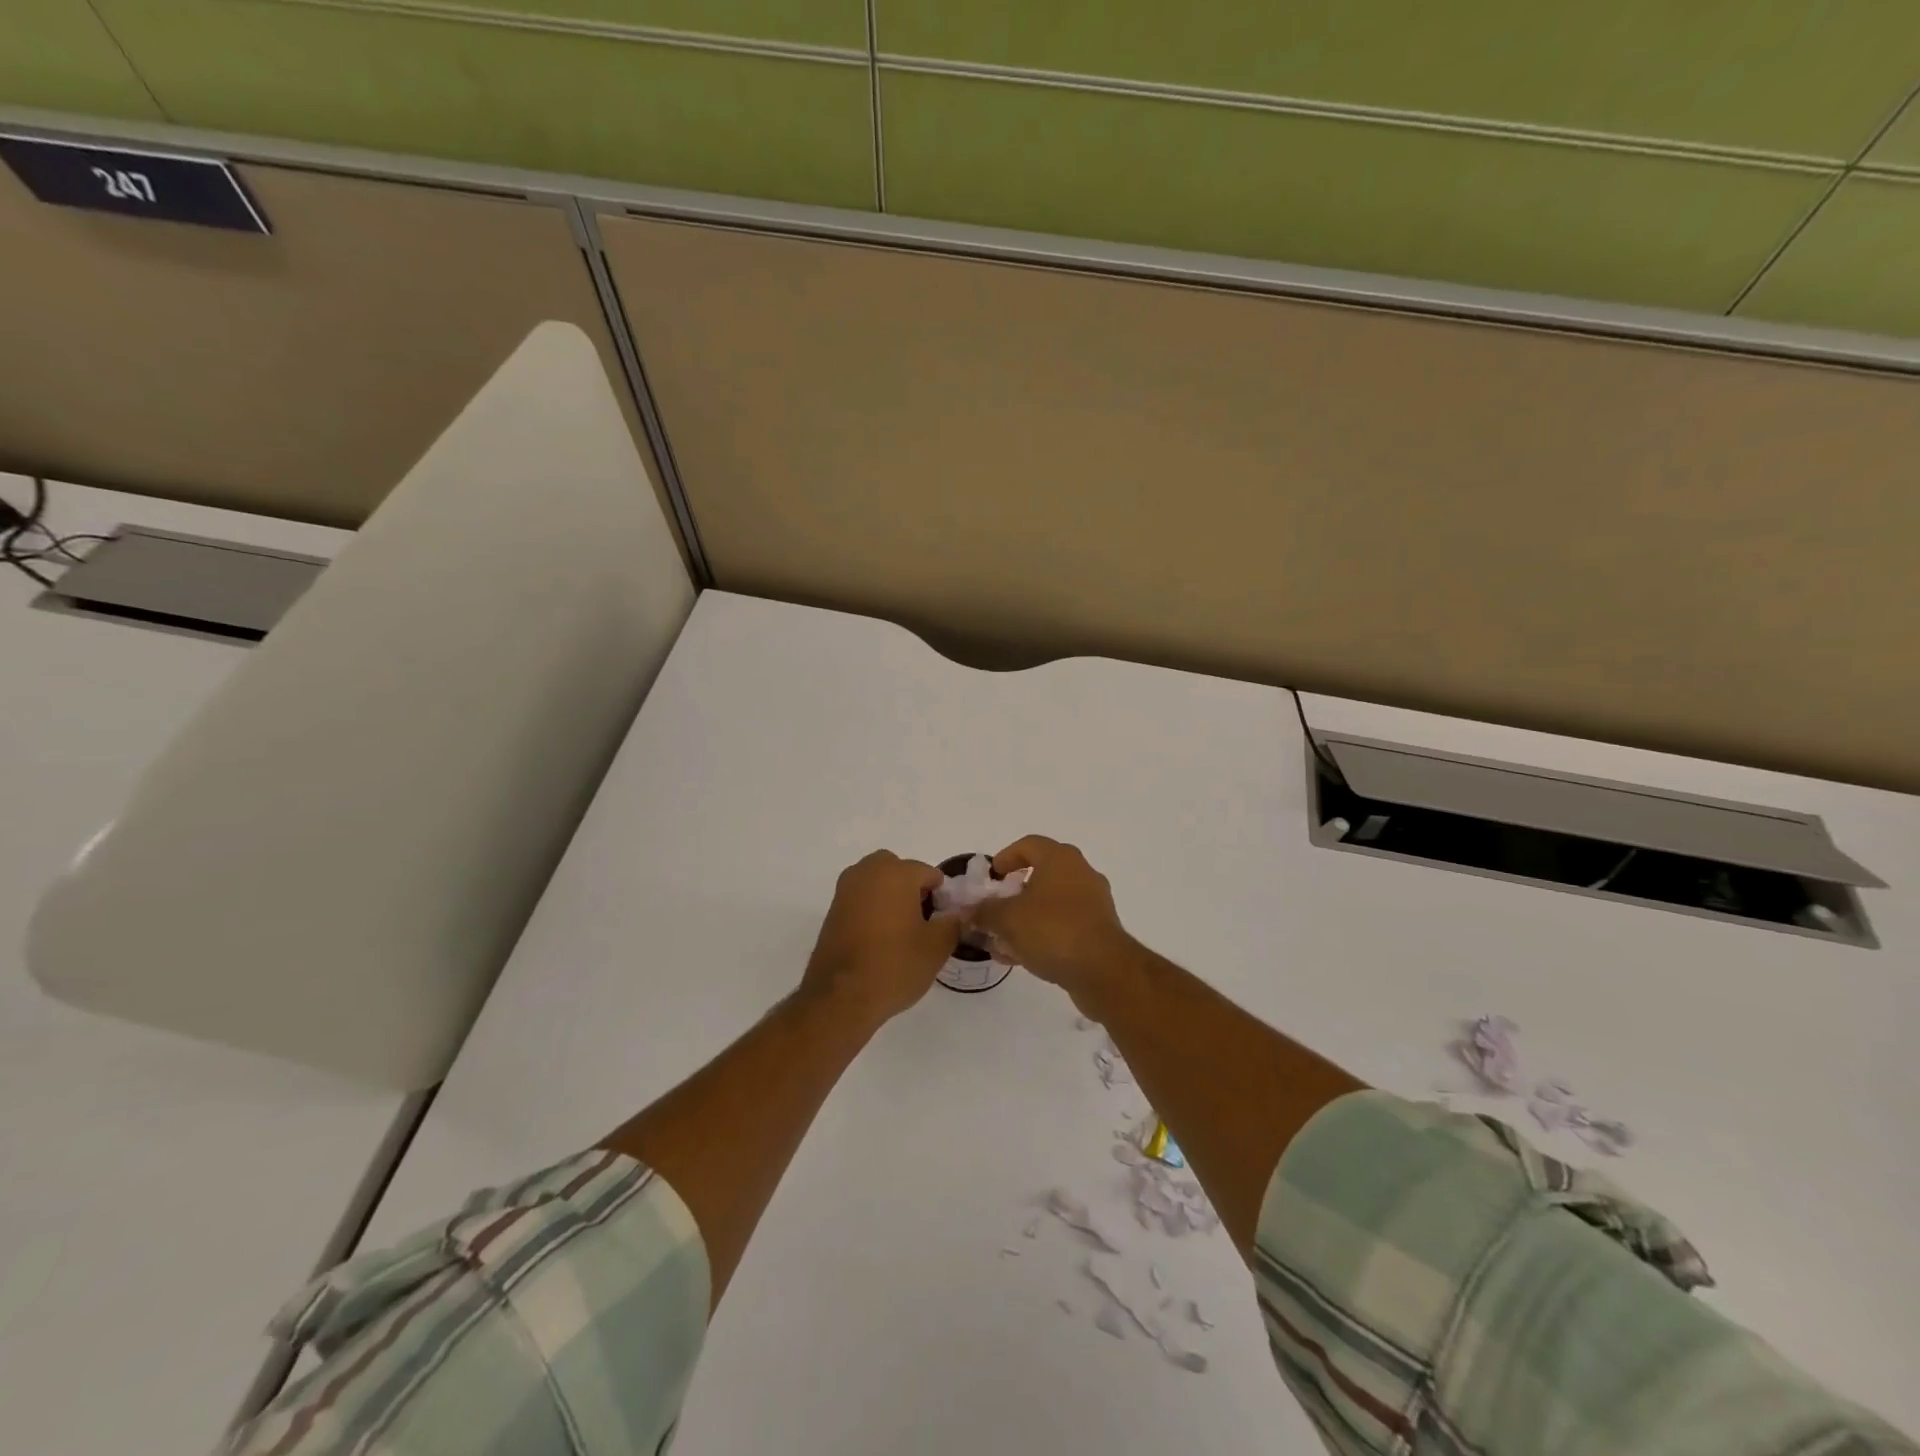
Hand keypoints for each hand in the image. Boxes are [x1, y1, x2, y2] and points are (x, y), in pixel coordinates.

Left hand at [799, 851, 959, 1029]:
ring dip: (890, 896)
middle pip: (898, 870)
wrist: (840, 998)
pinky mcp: (831, 910)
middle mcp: (867, 872)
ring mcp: (845, 890)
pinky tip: (878, 940)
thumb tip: (956, 915)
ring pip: (876, 882)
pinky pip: (860, 899)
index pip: (929, 873)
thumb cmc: (894, 966)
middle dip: (912, 888)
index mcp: (896, 873)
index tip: (943, 921)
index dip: (941, 897)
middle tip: (921, 921)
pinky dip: (871, 909)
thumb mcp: (937, 947)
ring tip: (900, 932)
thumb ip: (953, 923)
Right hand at [973, 836, 1135, 1011]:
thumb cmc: (1052, 930)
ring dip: (1025, 918)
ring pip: (1051, 903)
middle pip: (1040, 874)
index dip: (1005, 858)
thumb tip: (968, 910)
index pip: (1028, 845)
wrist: (1103, 970)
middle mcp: (1080, 873)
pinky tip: (1021, 956)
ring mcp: (1093, 902)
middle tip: (994, 909)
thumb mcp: (1007, 919)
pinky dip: (1042, 934)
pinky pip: (1063, 925)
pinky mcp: (1099, 930)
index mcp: (1060, 859)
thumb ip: (983, 911)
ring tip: (1001, 940)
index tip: (990, 877)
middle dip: (1013, 893)